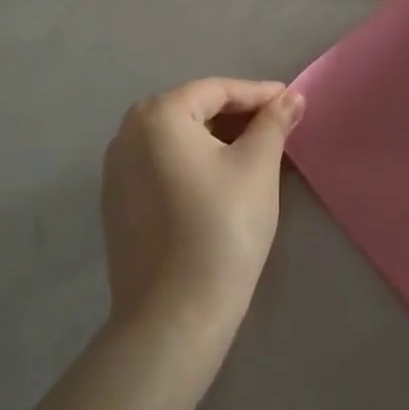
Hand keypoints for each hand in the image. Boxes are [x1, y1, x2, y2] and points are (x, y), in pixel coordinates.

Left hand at [101, 78, 302, 340]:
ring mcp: (116, 172)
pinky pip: (162, 165)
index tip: (292, 103)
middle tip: (277, 127)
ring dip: (216, 139)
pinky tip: (221, 180)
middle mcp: (127, 134)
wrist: (173, 319)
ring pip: (177, 139)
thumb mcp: (258, 167)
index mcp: (158, 115)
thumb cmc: (222, 229)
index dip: (259, 94)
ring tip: (255, 151)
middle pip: (193, 110)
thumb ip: (274, 123)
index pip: (217, 90)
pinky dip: (193, 163)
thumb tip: (291, 97)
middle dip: (237, 115)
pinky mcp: (117, 205)